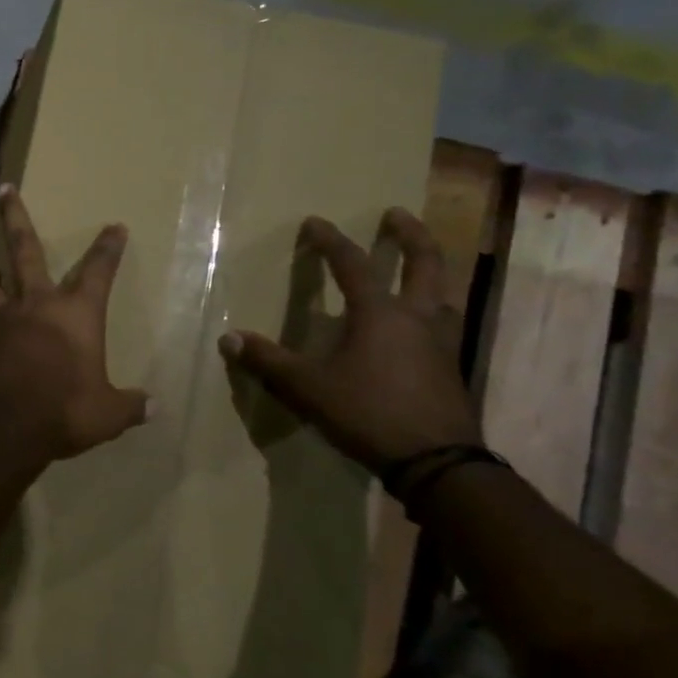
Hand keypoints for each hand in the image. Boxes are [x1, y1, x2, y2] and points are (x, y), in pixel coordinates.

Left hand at [0, 185, 150, 472]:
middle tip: (5, 189)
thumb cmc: (59, 413)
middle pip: (25, 248)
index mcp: (74, 315)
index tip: (114, 226)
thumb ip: (128, 406)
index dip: (108, 248)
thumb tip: (155, 407)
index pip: (98, 271)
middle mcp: (33, 304)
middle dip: (16, 215)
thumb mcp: (104, 415)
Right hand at [217, 209, 481, 474]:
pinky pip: (440, 322)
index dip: (331, 241)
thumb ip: (268, 362)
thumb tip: (228, 339)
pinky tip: (412, 324)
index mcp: (380, 314)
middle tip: (396, 214)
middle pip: (425, 263)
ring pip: (440, 292)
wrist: (438, 463)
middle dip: (410, 234)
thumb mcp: (308, 388)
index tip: (315, 221)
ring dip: (427, 271)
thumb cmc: (368, 413)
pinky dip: (427, 307)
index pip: (353, 265)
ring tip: (413, 265)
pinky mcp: (449, 367)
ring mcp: (440, 342)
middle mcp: (415, 317)